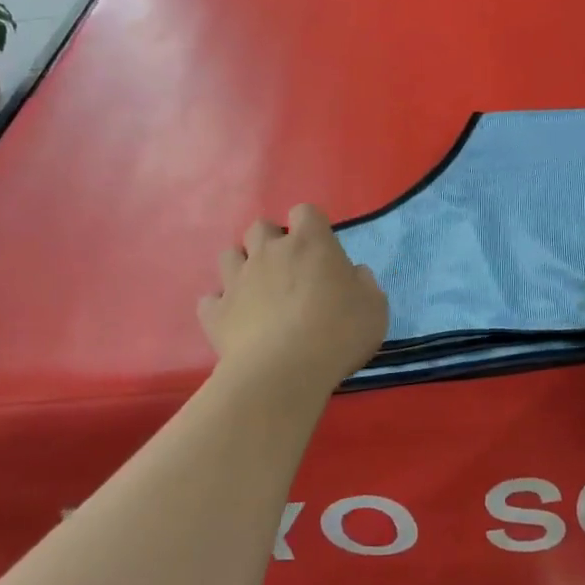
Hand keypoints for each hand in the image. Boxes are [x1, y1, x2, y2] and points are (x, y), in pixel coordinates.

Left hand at [199, 204, 388, 396]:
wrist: (283, 373)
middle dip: (271, 241)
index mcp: (310, 243)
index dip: (311, 225)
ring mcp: (237, 280)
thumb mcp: (375, 308)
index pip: (305, 211)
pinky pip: (210, 299)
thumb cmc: (338, 333)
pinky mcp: (215, 312)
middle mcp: (269, 252)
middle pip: (260, 227)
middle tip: (287, 268)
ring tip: (256, 289)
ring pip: (229, 255)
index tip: (320, 248)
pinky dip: (221, 305)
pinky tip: (235, 319)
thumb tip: (354, 274)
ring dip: (242, 266)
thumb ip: (365, 284)